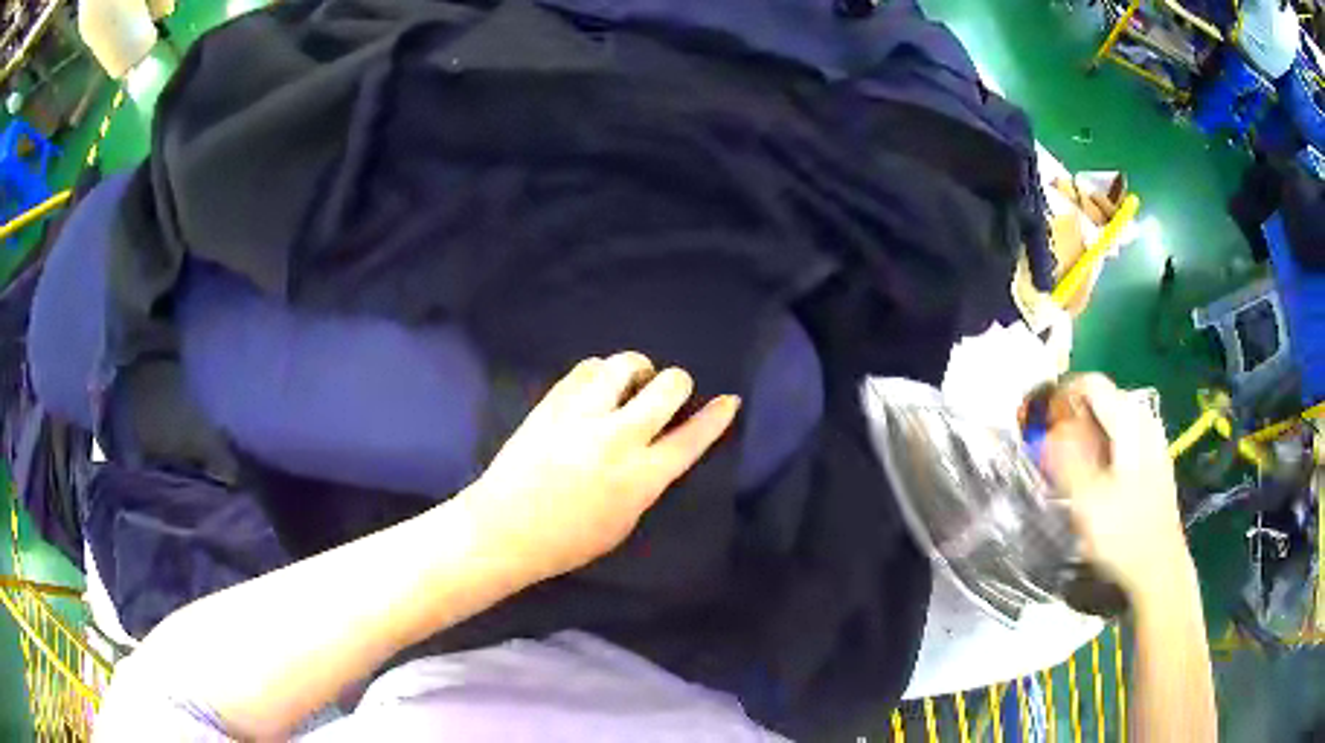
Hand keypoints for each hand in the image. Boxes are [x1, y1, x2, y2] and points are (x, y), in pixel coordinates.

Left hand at [462, 352, 740, 582]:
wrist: (503, 529)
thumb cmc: (566, 542)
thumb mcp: (623, 524)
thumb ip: (644, 483)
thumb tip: (653, 453)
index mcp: (641, 478)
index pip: (692, 438)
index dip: (716, 417)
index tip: (728, 400)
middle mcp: (618, 438)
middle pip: (666, 387)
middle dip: (677, 383)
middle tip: (666, 392)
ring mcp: (582, 416)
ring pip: (624, 365)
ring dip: (636, 369)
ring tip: (629, 382)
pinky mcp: (552, 403)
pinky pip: (585, 368)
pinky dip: (599, 372)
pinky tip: (595, 386)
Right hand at [1041, 374, 1192, 600]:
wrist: (1159, 567)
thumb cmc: (1123, 532)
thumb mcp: (1086, 499)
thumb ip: (1064, 459)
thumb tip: (1047, 431)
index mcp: (1129, 420)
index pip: (1090, 384)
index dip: (1061, 397)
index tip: (1041, 424)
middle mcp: (1144, 420)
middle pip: (1101, 401)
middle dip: (1072, 420)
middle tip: (1051, 452)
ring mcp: (1152, 440)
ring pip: (1111, 423)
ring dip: (1086, 438)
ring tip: (1069, 470)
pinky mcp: (1154, 461)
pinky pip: (1122, 441)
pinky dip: (1102, 451)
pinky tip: (1095, 482)